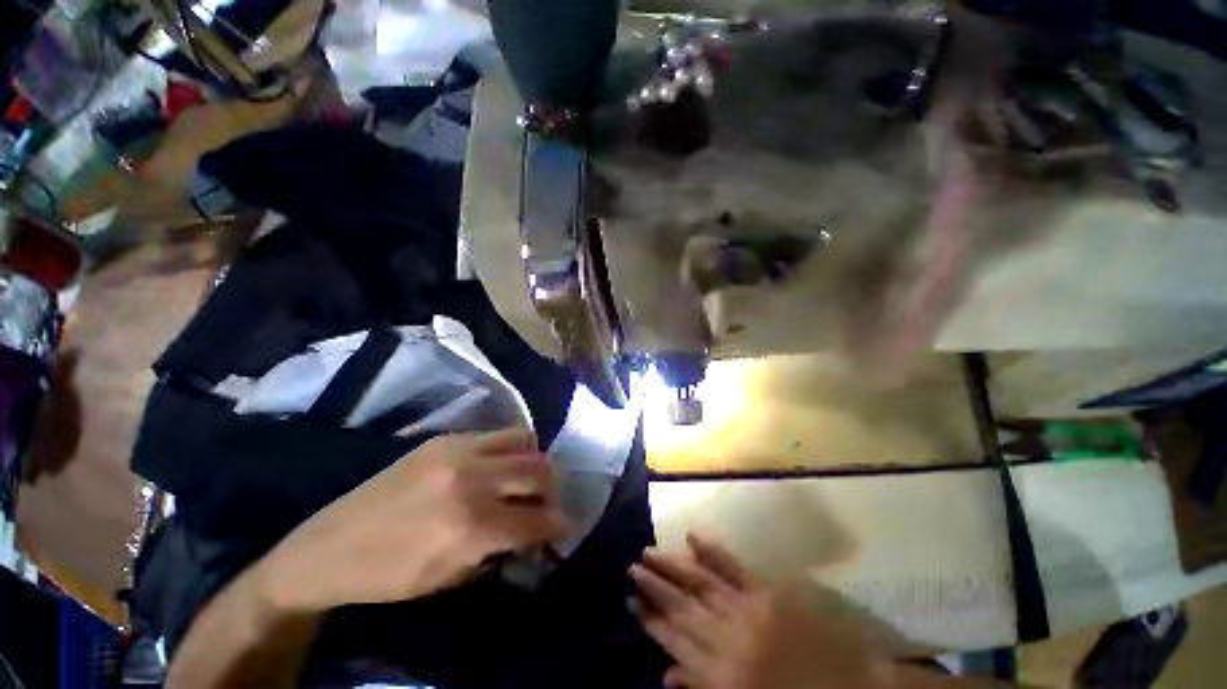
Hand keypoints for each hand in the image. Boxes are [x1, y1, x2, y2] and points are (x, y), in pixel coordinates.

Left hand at [260, 428, 565, 612]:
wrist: (328, 547)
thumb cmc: (388, 576)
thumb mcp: (449, 578)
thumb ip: (499, 550)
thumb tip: (531, 533)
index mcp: (470, 526)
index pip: (536, 519)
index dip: (557, 524)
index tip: (562, 527)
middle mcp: (471, 480)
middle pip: (539, 470)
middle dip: (552, 488)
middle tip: (545, 502)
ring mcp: (458, 451)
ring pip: (525, 440)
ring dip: (535, 460)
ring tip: (526, 477)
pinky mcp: (445, 438)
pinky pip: (497, 433)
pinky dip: (510, 447)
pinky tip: (499, 464)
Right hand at [630, 533, 889, 688]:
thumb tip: (667, 675)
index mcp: (722, 676)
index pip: (674, 642)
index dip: (650, 619)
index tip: (630, 599)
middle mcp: (728, 639)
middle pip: (682, 608)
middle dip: (653, 587)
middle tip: (632, 568)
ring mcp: (748, 610)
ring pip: (700, 584)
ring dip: (672, 567)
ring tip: (649, 552)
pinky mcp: (769, 592)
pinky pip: (734, 569)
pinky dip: (712, 551)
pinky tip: (693, 536)